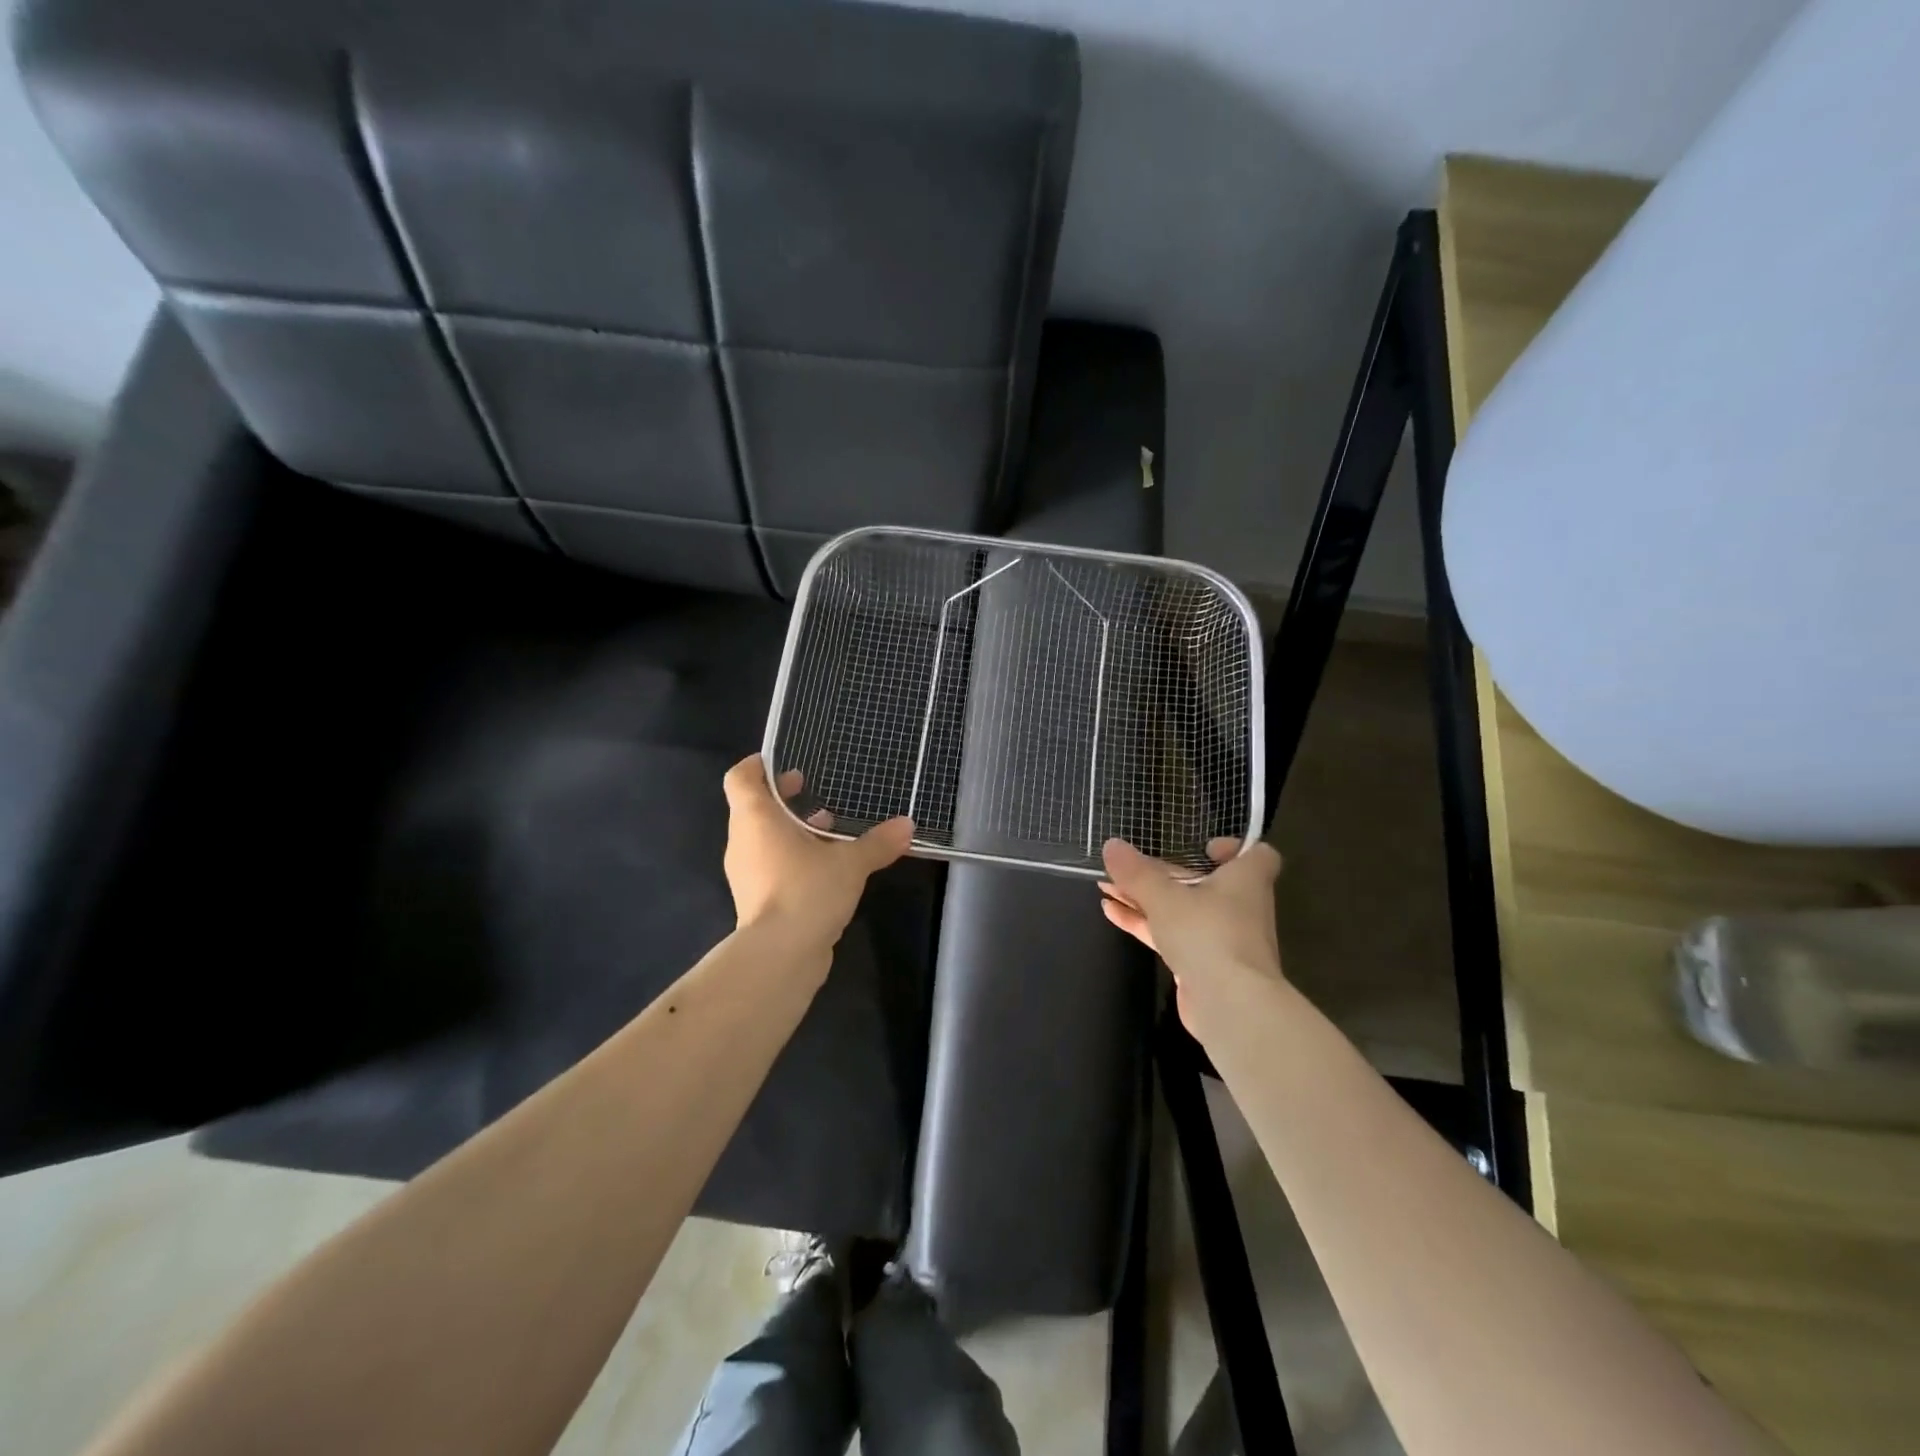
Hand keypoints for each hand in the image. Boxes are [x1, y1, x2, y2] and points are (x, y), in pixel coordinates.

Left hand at [722, 755, 913, 951]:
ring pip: (764, 838)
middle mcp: (743, 841)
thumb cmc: (806, 891)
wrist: (779, 956)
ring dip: (791, 829)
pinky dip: (791, 857)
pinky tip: (824, 867)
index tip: (783, 763)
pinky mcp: (756, 900)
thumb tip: (907, 825)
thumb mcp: (851, 863)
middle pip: (753, 807)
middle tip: (811, 789)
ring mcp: (746, 873)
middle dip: (784, 797)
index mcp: (755, 819)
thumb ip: (878, 842)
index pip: (740, 779)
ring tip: (828, 828)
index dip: (757, 766)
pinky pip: (771, 865)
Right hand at [1099, 836, 1286, 1037]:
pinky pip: (1172, 935)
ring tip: (1106, 886)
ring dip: (1146, 898)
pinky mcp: (1203, 965)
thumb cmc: (1208, 934)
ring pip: (1182, 910)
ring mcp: (1221, 938)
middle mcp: (1240, 907)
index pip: (1258, 854)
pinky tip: (1111, 912)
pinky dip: (1145, 923)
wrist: (1230, 1006)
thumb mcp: (1165, 896)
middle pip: (1203, 882)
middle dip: (1163, 873)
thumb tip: (1111, 844)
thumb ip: (1137, 872)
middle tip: (1128, 866)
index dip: (1233, 848)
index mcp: (1246, 880)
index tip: (1204, 847)